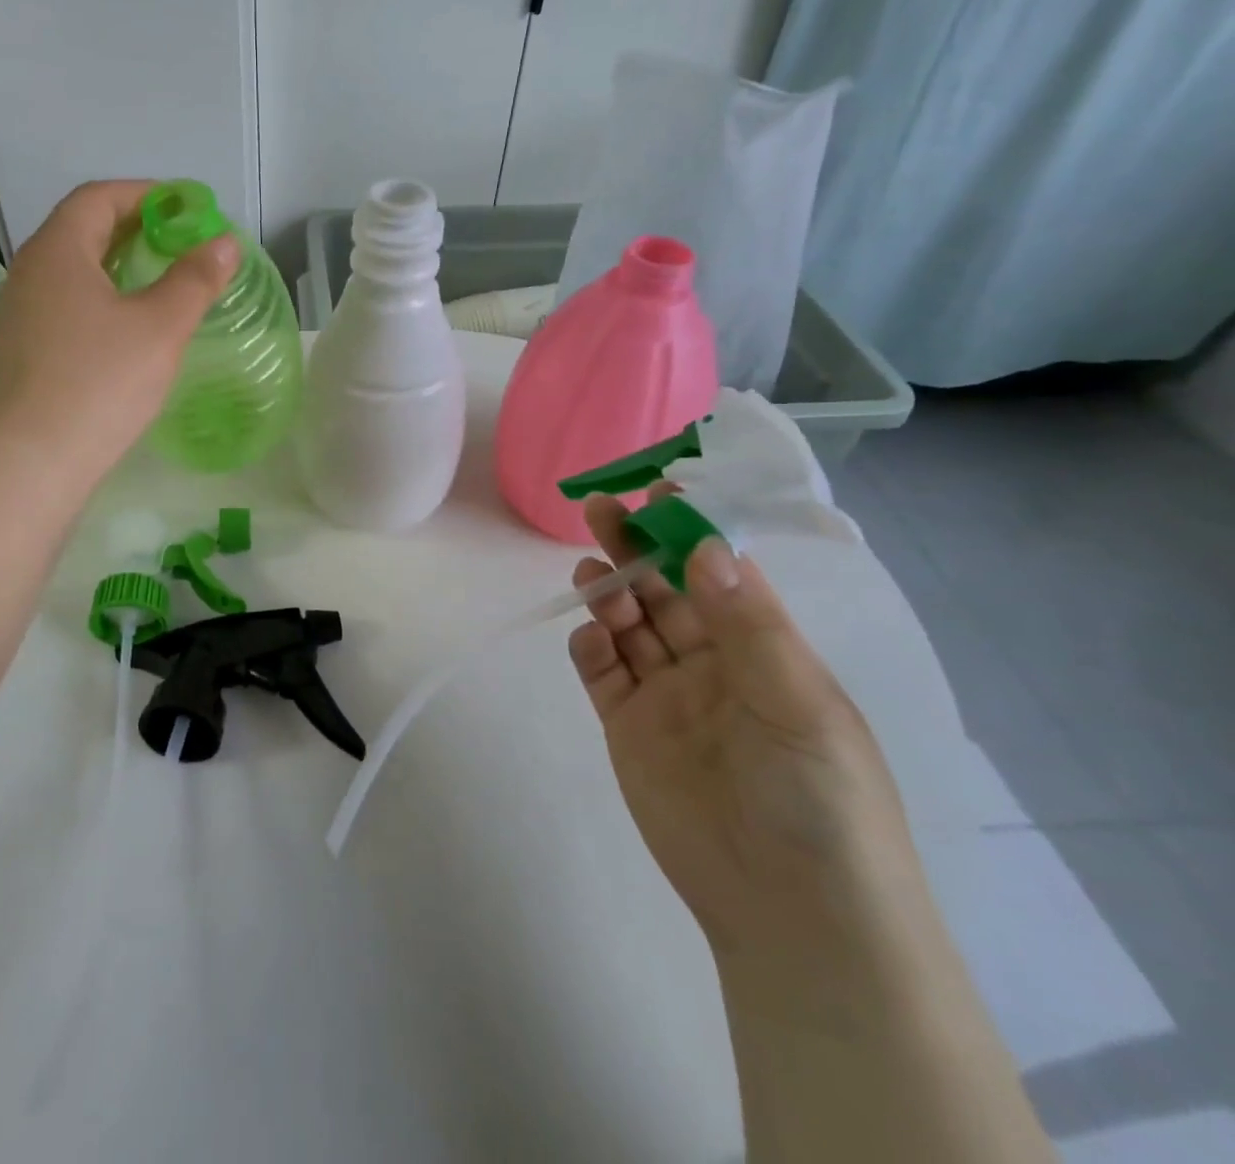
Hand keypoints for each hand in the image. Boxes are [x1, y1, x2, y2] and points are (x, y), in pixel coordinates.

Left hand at [0, 180, 239, 481]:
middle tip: (181, 242)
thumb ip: (195, 278)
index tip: (187, 209)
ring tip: (161, 277)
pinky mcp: (26, 342)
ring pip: (74, 266)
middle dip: (135, 227)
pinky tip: (129, 320)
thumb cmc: (104, 380)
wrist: (40, 455)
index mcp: (58, 250)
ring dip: (117, 261)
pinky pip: (66, 297)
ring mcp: (23, 308)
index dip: (146, 195)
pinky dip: (101, 292)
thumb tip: (225, 243)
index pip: (99, 197)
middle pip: (83, 228)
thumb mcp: (162, 326)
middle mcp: (31, 269)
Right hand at [569, 492, 920, 958]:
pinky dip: (591, 649)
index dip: (692, 531)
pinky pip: (603, 674)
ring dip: (609, 594)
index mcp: (766, 650)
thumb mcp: (799, 703)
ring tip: (589, 574)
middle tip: (600, 510)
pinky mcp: (628, 728)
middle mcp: (713, 664)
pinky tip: (589, 638)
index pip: (722, 574)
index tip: (660, 492)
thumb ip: (748, 624)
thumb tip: (704, 545)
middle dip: (635, 549)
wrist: (790, 913)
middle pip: (664, 591)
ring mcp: (667, 696)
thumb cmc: (817, 799)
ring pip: (629, 626)